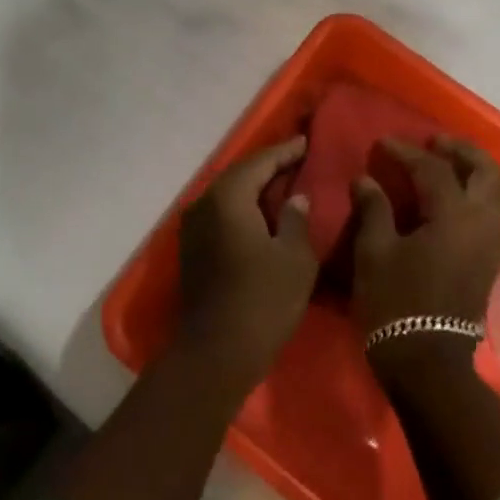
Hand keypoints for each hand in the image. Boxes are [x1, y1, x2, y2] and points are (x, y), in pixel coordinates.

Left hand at [176, 137, 316, 389]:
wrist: (215, 356)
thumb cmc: (262, 301)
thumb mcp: (294, 258)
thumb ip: (297, 219)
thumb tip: (296, 198)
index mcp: (228, 197)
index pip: (260, 162)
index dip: (285, 152)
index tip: (306, 143)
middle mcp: (205, 204)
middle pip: (241, 175)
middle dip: (269, 166)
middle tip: (298, 160)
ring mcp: (194, 228)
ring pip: (229, 195)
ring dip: (255, 188)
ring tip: (285, 184)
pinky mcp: (193, 250)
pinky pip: (222, 214)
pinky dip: (244, 208)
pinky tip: (264, 215)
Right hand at [351, 136, 499, 379]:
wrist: (428, 364)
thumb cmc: (396, 304)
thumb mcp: (374, 252)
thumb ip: (373, 209)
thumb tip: (365, 180)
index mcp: (454, 216)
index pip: (433, 169)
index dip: (406, 152)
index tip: (383, 144)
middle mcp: (482, 223)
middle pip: (485, 170)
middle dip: (461, 150)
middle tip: (434, 142)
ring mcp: (491, 243)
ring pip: (492, 191)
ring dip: (470, 171)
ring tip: (440, 165)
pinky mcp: (489, 261)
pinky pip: (487, 212)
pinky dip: (471, 194)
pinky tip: (445, 200)